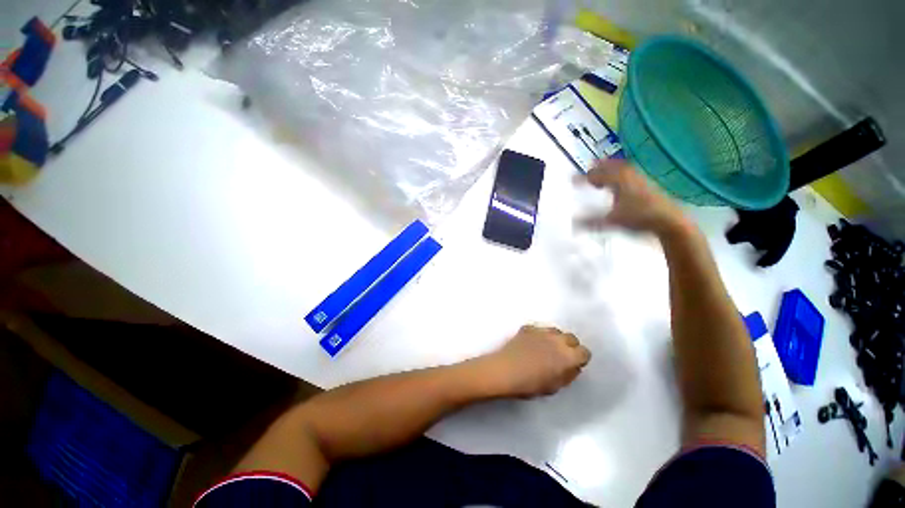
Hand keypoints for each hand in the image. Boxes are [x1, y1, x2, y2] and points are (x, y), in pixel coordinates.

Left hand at [481, 325, 590, 397]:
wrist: (504, 370)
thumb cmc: (530, 384)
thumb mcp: (555, 387)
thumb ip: (568, 374)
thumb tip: (573, 366)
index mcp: (568, 356)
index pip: (584, 352)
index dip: (580, 359)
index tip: (573, 365)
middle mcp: (557, 340)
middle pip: (571, 338)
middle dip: (569, 346)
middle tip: (560, 357)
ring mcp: (541, 331)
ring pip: (555, 331)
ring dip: (555, 339)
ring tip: (546, 349)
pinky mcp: (528, 328)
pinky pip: (539, 329)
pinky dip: (539, 335)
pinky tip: (531, 344)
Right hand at [577, 160, 689, 237]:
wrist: (669, 220)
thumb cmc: (639, 217)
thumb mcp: (612, 221)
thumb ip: (591, 221)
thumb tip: (572, 223)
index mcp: (618, 179)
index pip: (597, 174)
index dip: (583, 178)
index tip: (572, 180)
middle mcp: (628, 174)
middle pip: (609, 166)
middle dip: (597, 168)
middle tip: (586, 172)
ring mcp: (639, 178)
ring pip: (620, 168)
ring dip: (608, 169)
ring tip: (601, 173)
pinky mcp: (646, 183)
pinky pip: (628, 173)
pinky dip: (619, 174)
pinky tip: (618, 183)